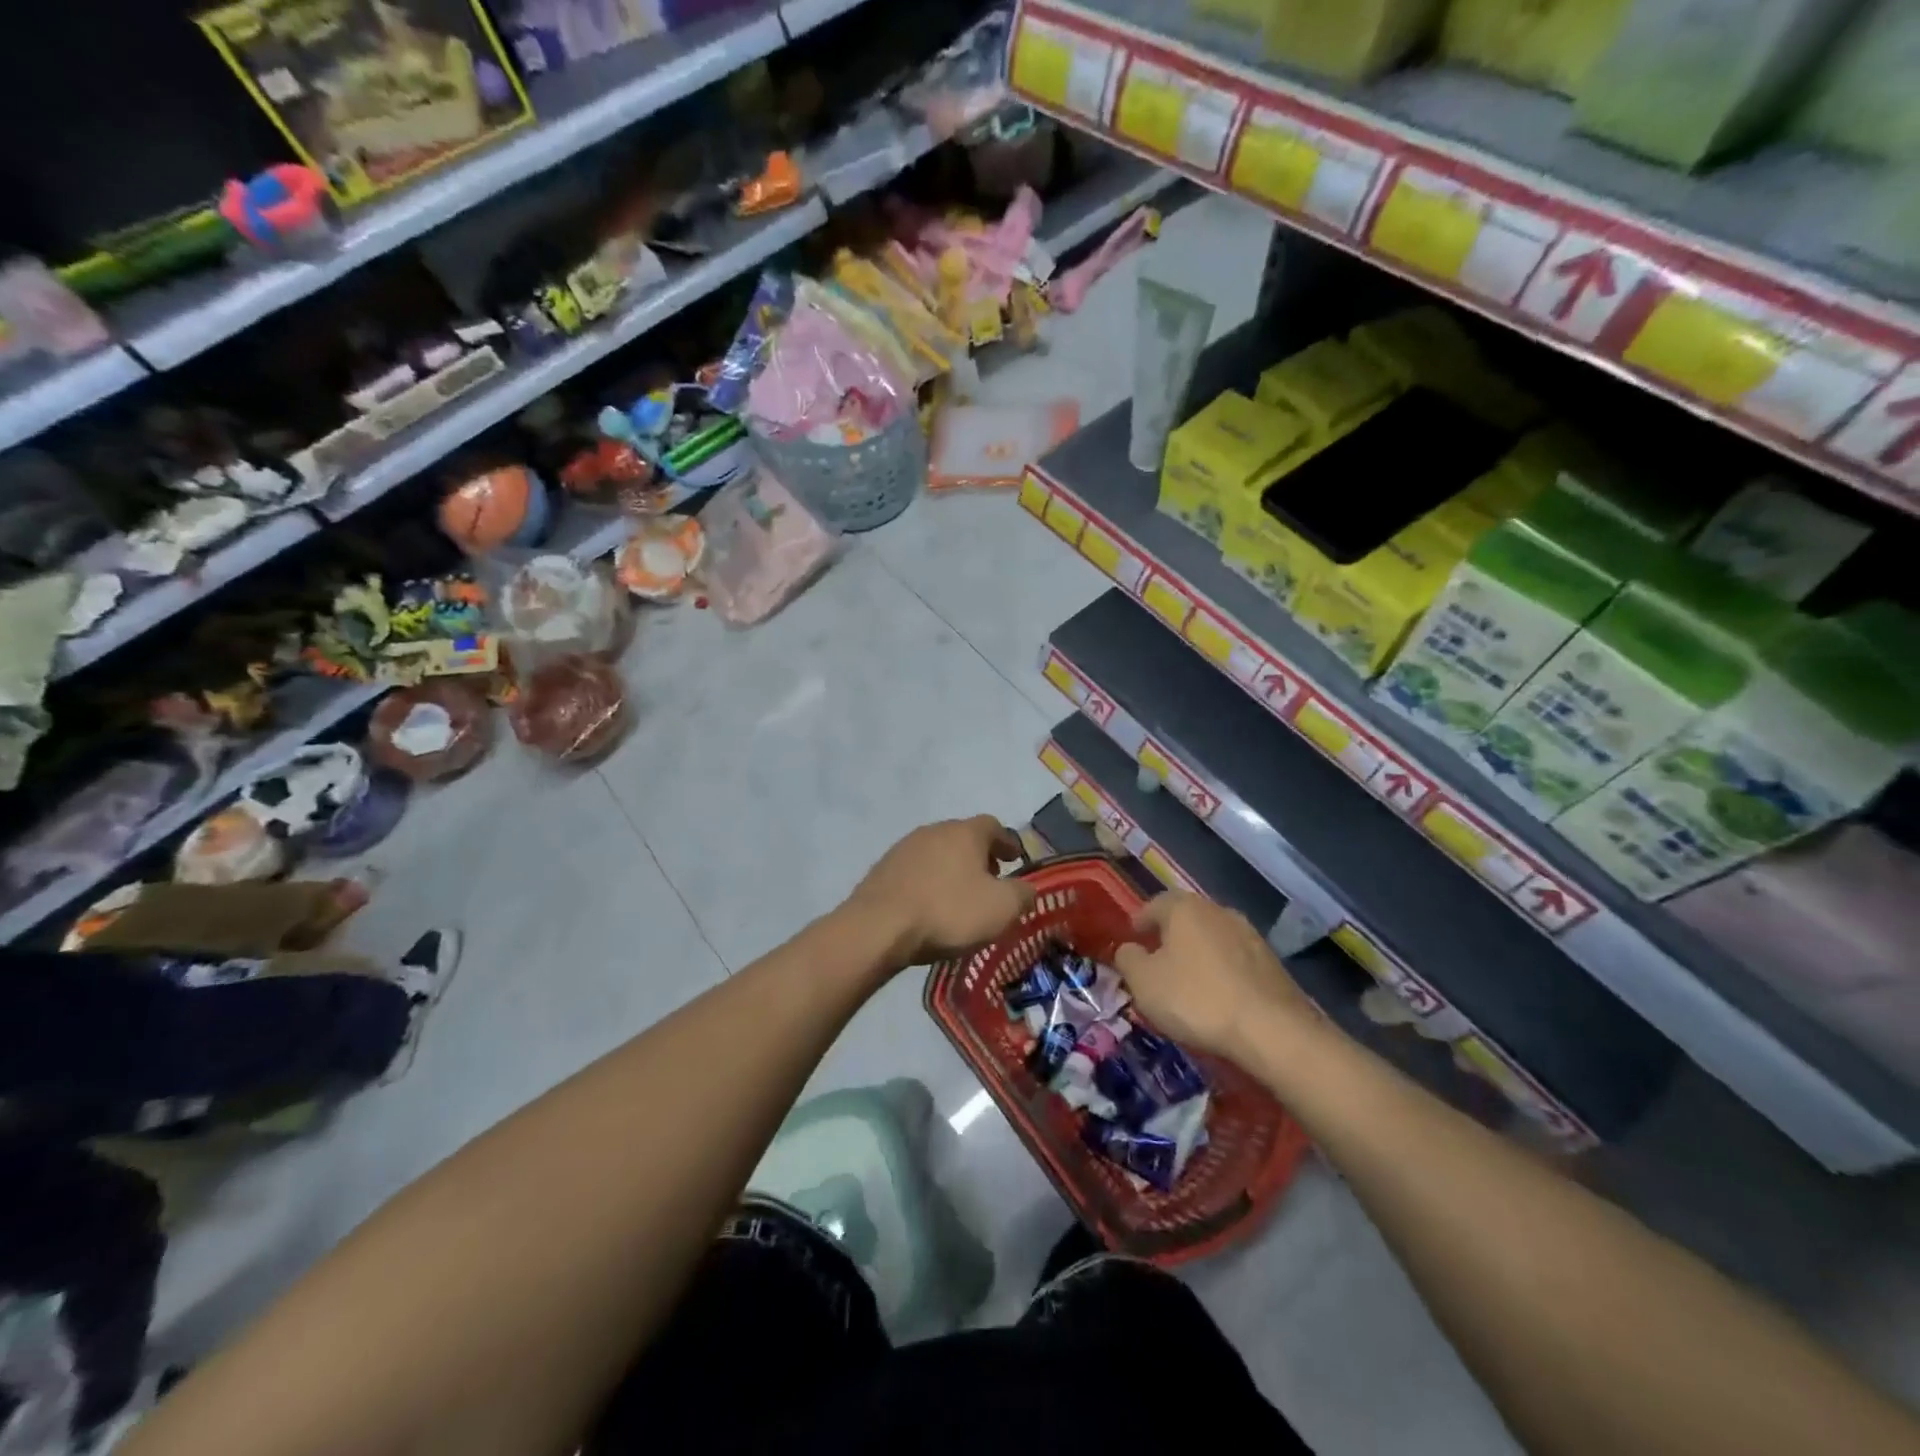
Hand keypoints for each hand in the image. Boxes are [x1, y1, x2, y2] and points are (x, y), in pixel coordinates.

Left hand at [846, 816, 1034, 970]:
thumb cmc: (948, 912)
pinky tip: (929, 904)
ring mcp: (904, 847)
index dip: (1007, 843)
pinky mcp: (883, 868)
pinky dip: (928, 881)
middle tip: (990, 880)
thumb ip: (1022, 894)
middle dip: (979, 856)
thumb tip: (1027, 888)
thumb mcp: (1001, 909)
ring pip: (938, 852)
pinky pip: (915, 870)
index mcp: (965, 832)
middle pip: (963, 836)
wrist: (879, 927)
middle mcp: (934, 830)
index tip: (1016, 859)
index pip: (994, 826)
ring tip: (959, 895)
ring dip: (952, 868)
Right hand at [1113, 893, 1312, 1063]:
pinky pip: (1235, 959)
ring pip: (1213, 936)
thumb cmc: (1196, 999)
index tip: (1132, 937)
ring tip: (1187, 977)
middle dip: (1170, 934)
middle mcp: (1218, 911)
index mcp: (1184, 908)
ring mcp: (1250, 935)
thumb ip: (1128, 959)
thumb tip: (1129, 949)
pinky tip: (1217, 992)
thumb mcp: (1144, 982)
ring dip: (1198, 951)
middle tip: (1157, 956)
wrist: (1272, 1030)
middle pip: (1186, 917)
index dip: (1140, 920)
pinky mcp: (1272, 962)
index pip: (1154, 904)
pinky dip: (1221, 969)